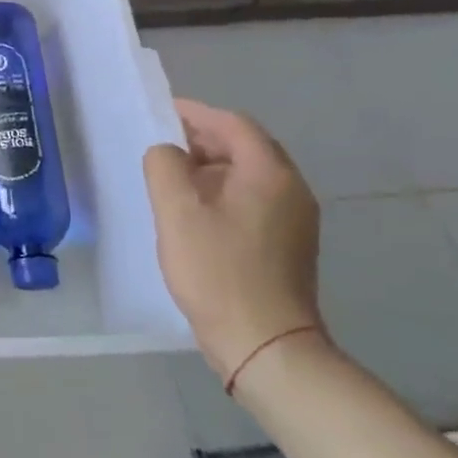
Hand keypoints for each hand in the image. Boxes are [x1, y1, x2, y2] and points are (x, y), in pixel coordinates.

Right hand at [142, 99, 321, 386]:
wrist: (266, 345)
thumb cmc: (218, 271)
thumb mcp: (176, 211)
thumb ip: (164, 165)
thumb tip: (167, 152)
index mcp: (270, 174)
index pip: (233, 124)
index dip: (196, 113)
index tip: (161, 112)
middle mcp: (291, 190)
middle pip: (246, 146)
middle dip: (203, 139)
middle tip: (162, 146)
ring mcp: (295, 220)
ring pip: (249, 175)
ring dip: (211, 168)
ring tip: (173, 179)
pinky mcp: (288, 245)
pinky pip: (254, 201)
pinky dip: (223, 193)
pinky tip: (196, 213)